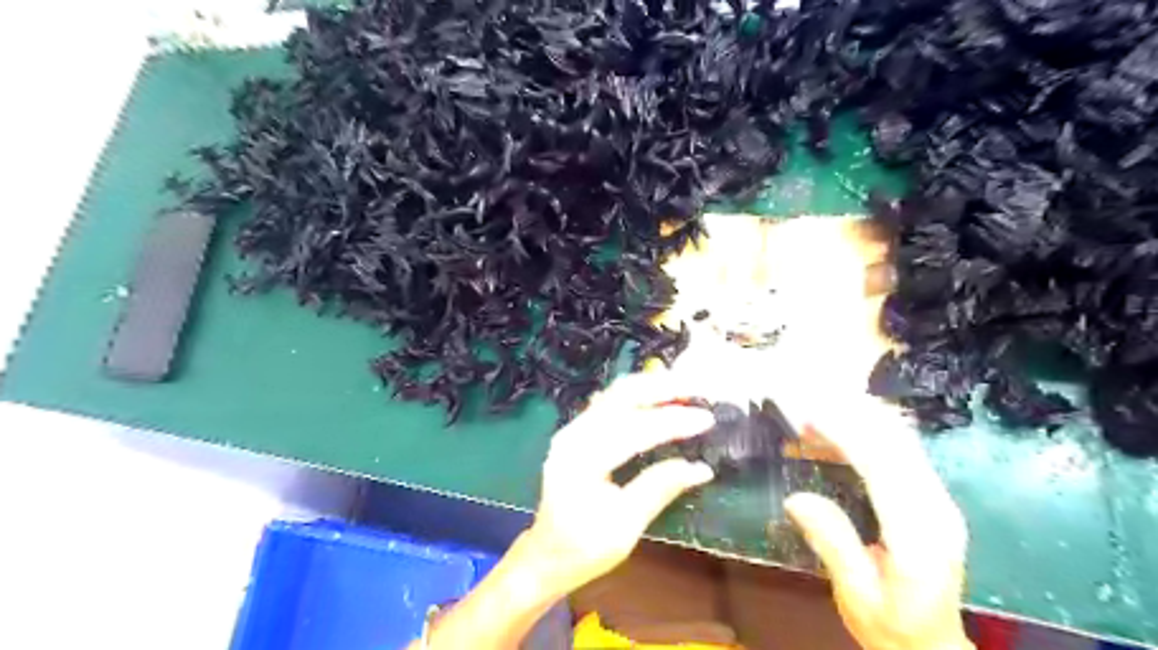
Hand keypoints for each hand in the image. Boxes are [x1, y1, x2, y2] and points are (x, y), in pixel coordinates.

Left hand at [518, 374, 714, 597]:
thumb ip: (659, 489)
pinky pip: (611, 402)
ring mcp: (573, 429)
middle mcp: (574, 435)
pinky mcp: (578, 431)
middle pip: (620, 396)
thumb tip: (701, 468)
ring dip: (651, 388)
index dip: (672, 421)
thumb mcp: (625, 527)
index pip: (633, 429)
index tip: (707, 419)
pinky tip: (660, 398)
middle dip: (661, 389)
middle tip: (698, 390)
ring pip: (616, 393)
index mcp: (582, 460)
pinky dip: (638, 396)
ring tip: (685, 390)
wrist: (547, 554)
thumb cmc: (585, 547)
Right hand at [782, 394, 969, 649]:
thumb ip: (832, 544)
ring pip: (902, 442)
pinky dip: (869, 434)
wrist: (933, 649)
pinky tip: (838, 434)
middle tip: (806, 407)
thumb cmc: (892, 627)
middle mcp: (936, 509)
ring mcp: (937, 500)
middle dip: (851, 417)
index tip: (810, 417)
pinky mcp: (930, 497)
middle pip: (898, 444)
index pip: (885, 468)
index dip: (848, 435)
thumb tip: (797, 498)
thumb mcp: (856, 595)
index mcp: (919, 535)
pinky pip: (901, 452)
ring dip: (859, 420)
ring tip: (816, 416)